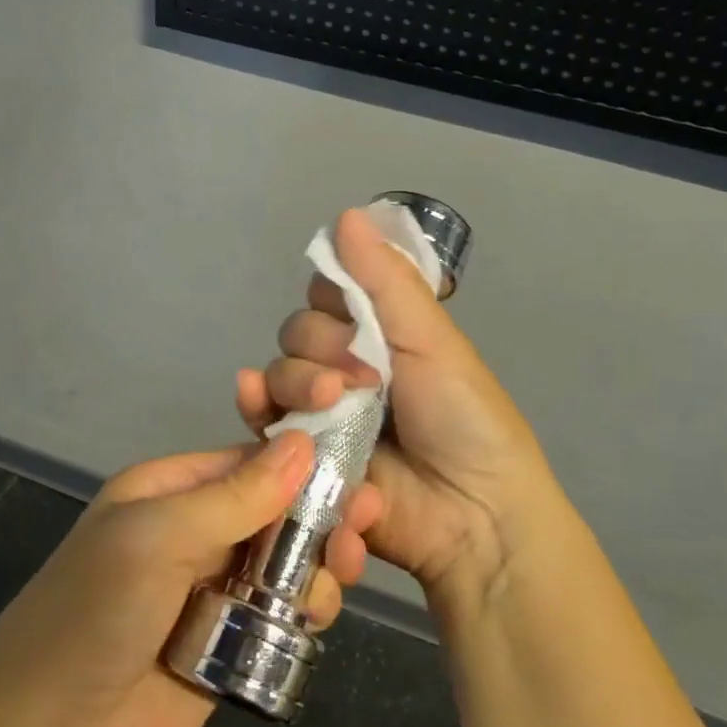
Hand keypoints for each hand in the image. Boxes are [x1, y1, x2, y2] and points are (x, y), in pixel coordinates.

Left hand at [0, 433, 377, 726]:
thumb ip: (235, 496)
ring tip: (341, 575)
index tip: (353, 470)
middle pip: (276, 512)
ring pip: (287, 563)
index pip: (247, 462)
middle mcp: (197, 532)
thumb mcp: (160, 537)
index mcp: (172, 492)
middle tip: (363, 524)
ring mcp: (216, 587)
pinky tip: (319, 615)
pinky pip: (282, 614)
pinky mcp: (232, 640)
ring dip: (319, 565)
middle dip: (319, 517)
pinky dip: (306, 610)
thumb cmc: (99, 608)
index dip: (298, 464)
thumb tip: (302, 443)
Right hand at [236, 208, 564, 611]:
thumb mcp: (431, 339)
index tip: (355, 312)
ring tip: (331, 401)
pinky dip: (254, 405)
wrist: (474, 513)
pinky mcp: (303, 455)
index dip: (333, 297)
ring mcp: (322, 412)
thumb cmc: (465, 417)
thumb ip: (384, 280)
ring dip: (296, 378)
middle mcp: (345, 367)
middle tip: (362, 376)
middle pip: (297, 333)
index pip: (329, 294)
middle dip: (319, 346)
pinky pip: (264, 420)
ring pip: (277, 372)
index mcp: (380, 335)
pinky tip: (252, 397)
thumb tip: (346, 213)